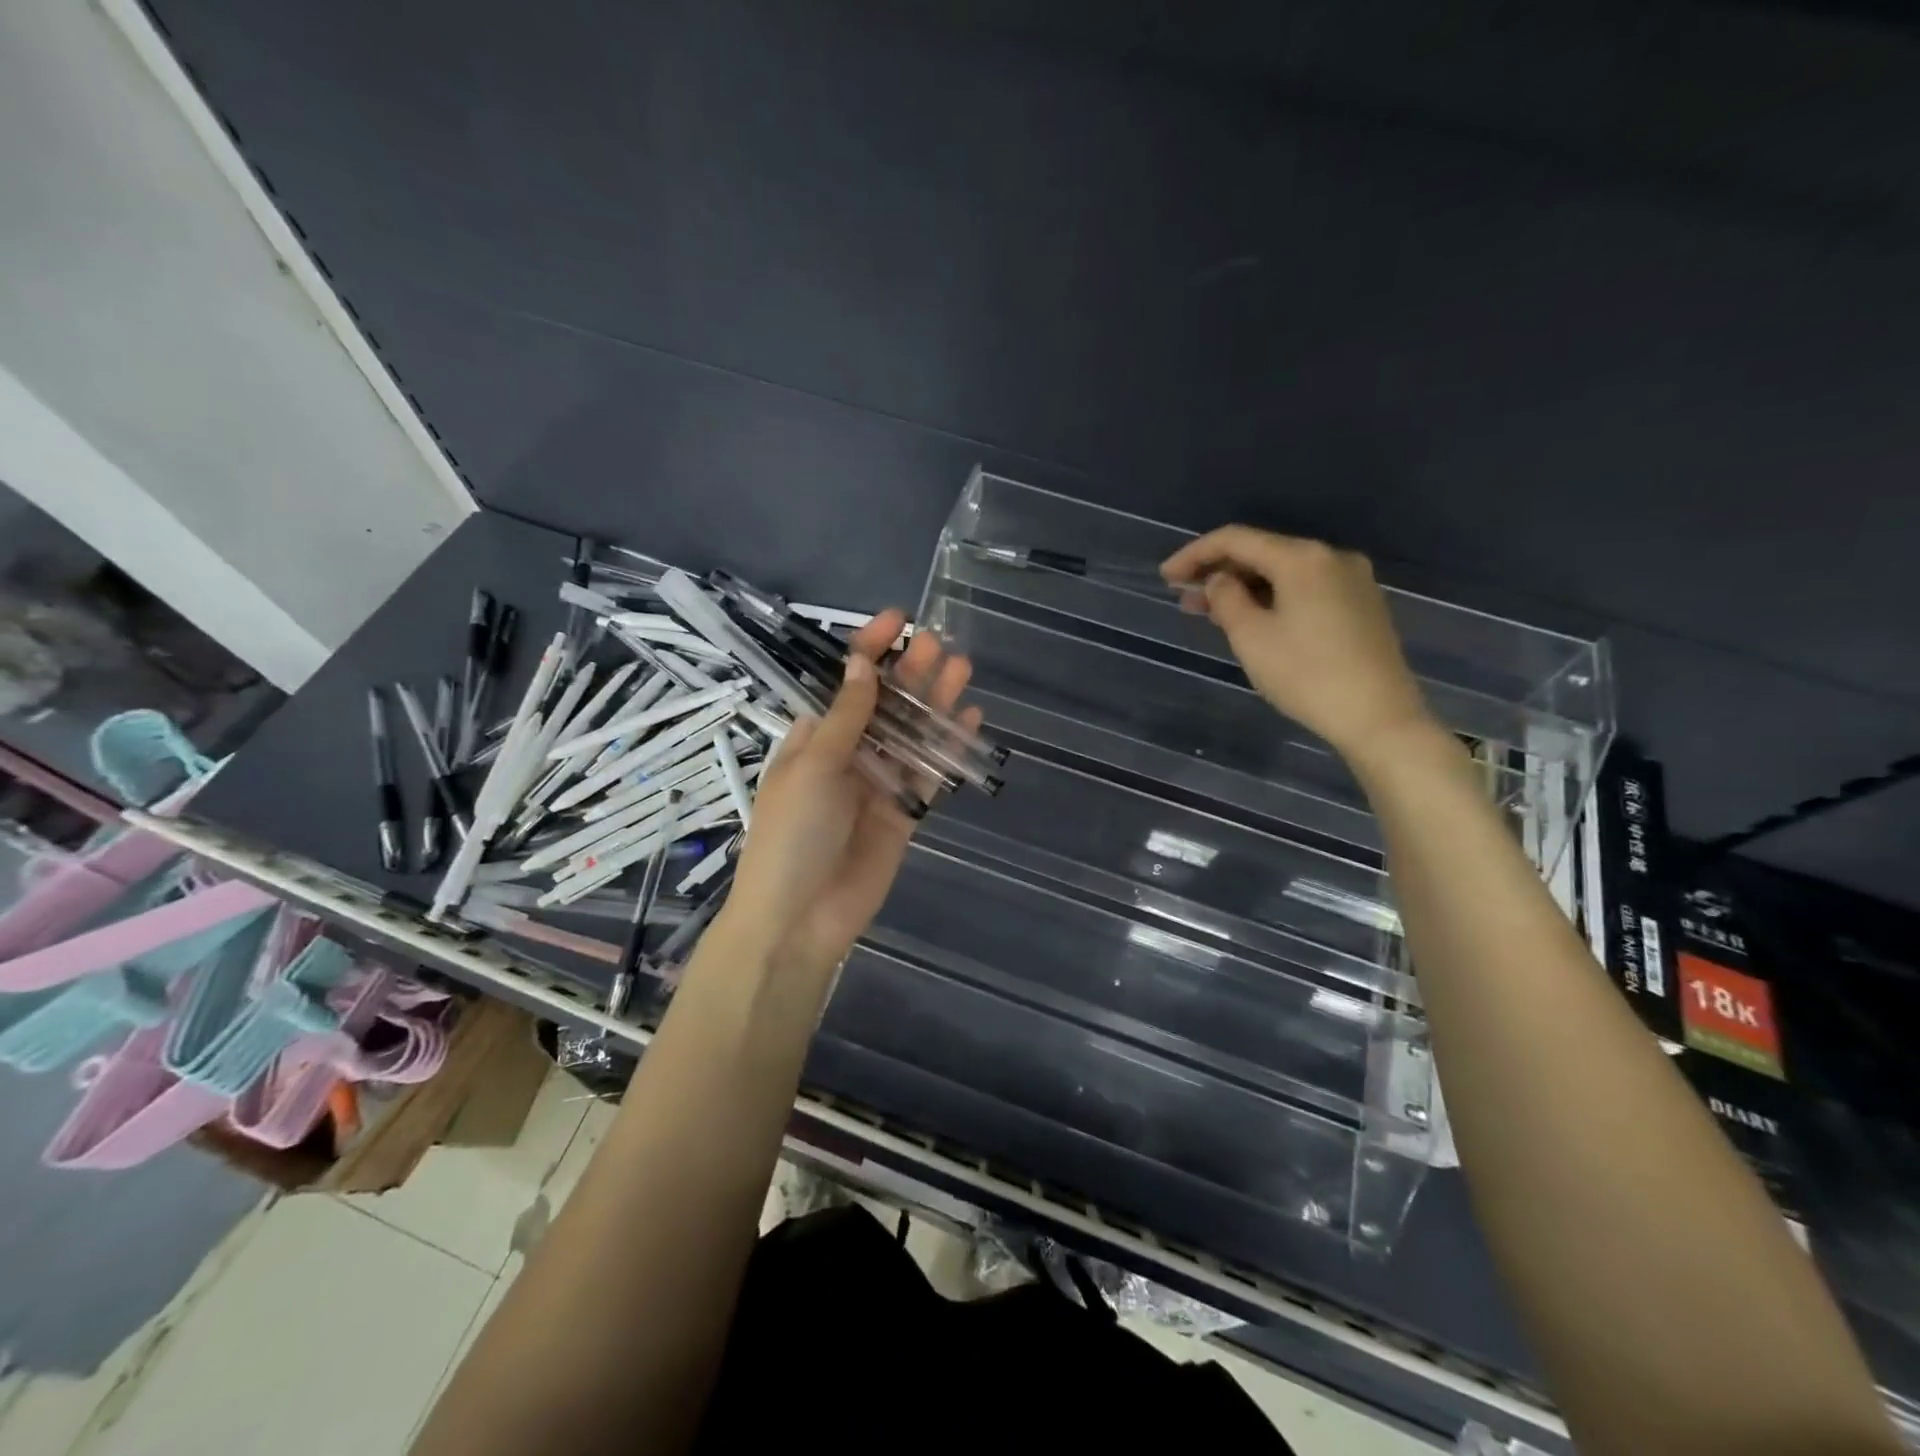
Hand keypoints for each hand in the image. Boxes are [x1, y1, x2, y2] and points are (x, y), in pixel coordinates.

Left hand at [725, 610, 979, 977]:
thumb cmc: (792, 833)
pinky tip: (970, 719)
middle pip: (885, 704)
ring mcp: (878, 784)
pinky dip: (948, 748)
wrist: (799, 919)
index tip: (897, 620)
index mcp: (814, 738)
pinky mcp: (904, 814)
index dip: (869, 650)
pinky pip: (930, 774)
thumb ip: (847, 717)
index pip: (846, 683)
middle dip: (910, 672)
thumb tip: (863, 663)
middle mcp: (848, 754)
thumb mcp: (814, 767)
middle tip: (940, 643)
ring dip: (935, 702)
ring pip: (912, 734)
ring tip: (962, 667)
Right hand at [1160, 526, 1434, 763]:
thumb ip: (1226, 599)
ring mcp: (1352, 581)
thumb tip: (1220, 581)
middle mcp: (1331, 557)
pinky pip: (1305, 589)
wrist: (1378, 716)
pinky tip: (1252, 619)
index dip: (1195, 554)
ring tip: (1209, 612)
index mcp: (1302, 558)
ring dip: (1244, 588)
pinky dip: (1272, 598)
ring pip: (1284, 573)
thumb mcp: (1251, 637)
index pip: (1236, 539)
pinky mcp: (1361, 605)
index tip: (1166, 577)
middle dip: (1219, 572)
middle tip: (1184, 597)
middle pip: (1263, 552)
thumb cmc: (1306, 675)